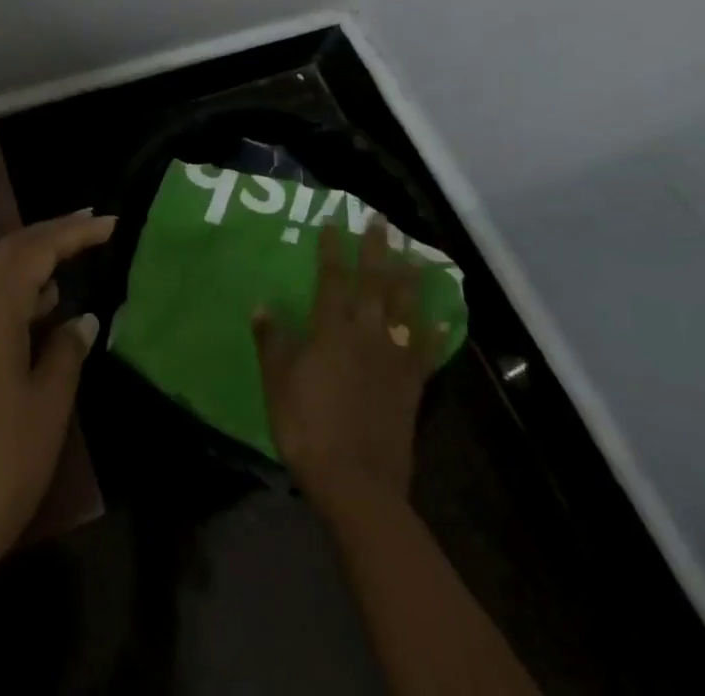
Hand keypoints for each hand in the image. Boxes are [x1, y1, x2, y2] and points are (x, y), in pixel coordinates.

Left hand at [0, 210, 115, 585]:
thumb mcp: (47, 404)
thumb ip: (67, 350)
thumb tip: (82, 318)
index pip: (36, 249)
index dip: (75, 232)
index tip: (112, 224)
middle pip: (9, 251)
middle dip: (50, 235)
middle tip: (92, 227)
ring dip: (31, 262)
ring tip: (73, 261)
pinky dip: (15, 292)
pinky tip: (43, 308)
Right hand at [253, 216, 447, 517]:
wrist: (358, 483)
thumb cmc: (308, 428)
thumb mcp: (278, 383)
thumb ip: (272, 342)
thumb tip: (261, 305)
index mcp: (331, 331)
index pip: (332, 279)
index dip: (332, 249)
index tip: (334, 222)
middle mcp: (366, 335)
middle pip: (374, 283)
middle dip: (377, 249)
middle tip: (381, 220)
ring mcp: (393, 360)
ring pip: (404, 310)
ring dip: (410, 280)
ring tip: (416, 255)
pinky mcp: (411, 386)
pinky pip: (427, 353)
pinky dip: (436, 334)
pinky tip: (443, 319)